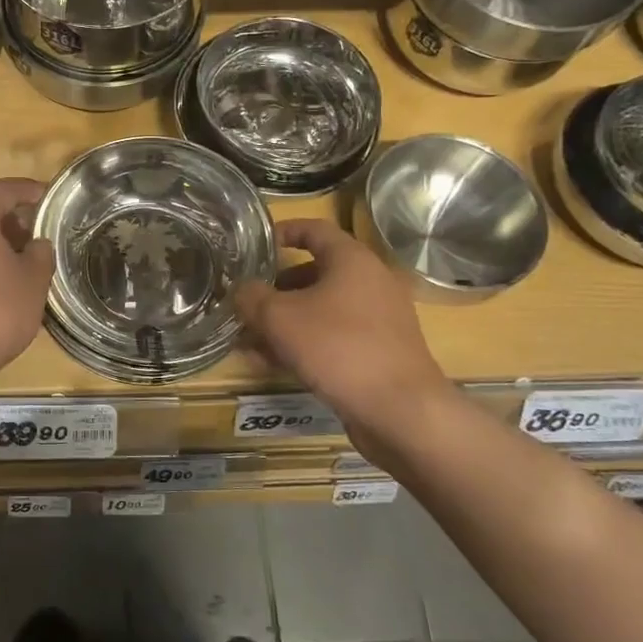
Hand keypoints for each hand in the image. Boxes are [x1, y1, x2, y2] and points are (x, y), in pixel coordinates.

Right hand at [234, 220, 454, 450]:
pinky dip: (302, 343)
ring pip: (320, 310)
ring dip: (284, 321)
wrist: (401, 411)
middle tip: (246, 300)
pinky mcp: (377, 352)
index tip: (255, 244)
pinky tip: (270, 363)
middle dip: (275, 288)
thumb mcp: (280, 318)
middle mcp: (369, 283)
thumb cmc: (339, 348)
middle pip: (314, 273)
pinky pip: (332, 337)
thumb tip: (241, 290)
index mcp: (352, 261)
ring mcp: (377, 320)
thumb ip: (252, 297)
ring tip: (248, 339)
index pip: (314, 230)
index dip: (283, 232)